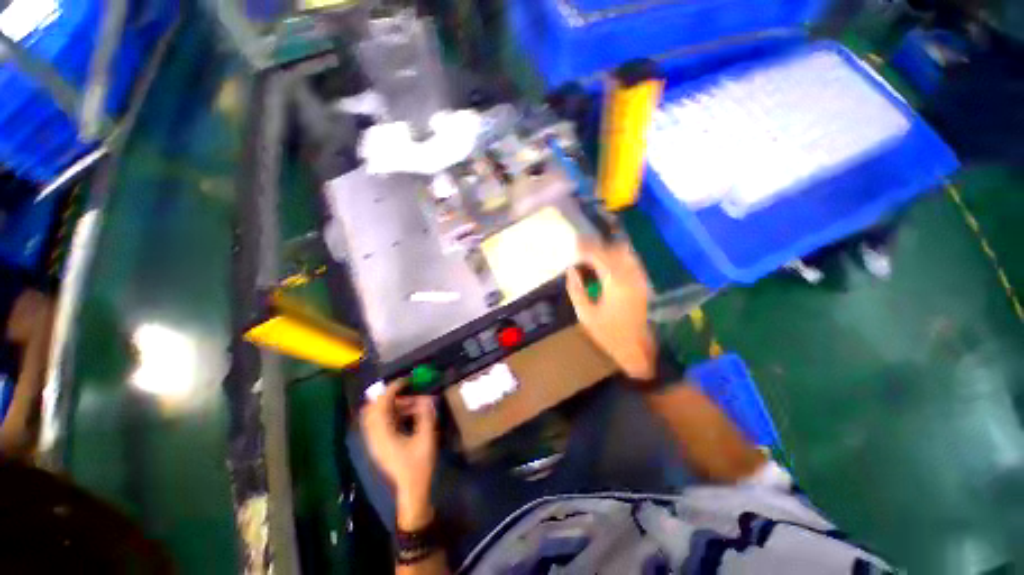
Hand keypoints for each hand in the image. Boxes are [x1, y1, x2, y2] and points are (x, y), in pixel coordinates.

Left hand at [360, 381, 437, 529]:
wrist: (411, 491)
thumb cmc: (419, 465)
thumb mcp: (426, 438)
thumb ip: (425, 416)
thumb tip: (426, 398)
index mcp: (383, 435)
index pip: (381, 405)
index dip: (392, 389)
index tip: (406, 380)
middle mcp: (374, 437)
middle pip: (373, 409)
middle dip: (390, 396)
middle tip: (407, 390)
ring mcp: (375, 443)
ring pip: (376, 416)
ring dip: (392, 405)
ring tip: (413, 403)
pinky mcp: (380, 446)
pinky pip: (380, 423)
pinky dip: (391, 414)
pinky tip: (407, 414)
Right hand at [567, 240, 656, 380]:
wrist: (636, 349)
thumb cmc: (608, 334)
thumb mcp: (585, 315)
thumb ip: (576, 290)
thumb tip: (571, 271)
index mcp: (615, 283)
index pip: (599, 256)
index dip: (586, 247)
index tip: (575, 243)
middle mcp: (630, 276)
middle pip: (614, 250)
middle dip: (598, 246)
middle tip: (582, 247)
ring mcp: (639, 279)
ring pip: (625, 253)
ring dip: (609, 249)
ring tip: (594, 253)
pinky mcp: (642, 284)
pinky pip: (631, 261)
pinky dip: (619, 256)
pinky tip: (608, 262)